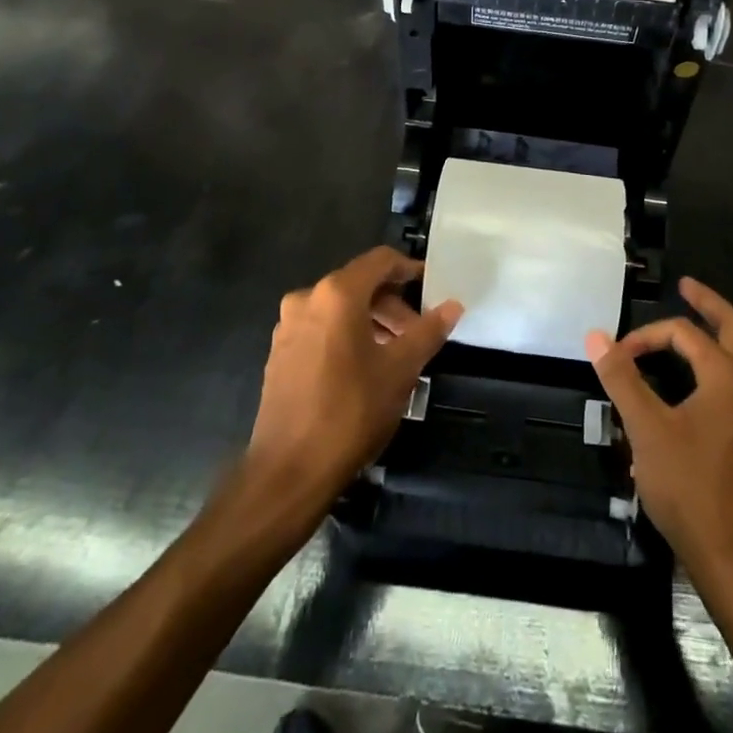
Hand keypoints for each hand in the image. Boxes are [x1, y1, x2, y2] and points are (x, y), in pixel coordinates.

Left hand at [248, 247, 462, 504]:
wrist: (289, 470)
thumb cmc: (351, 411)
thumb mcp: (401, 369)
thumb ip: (428, 331)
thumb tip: (453, 305)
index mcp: (336, 294)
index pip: (380, 261)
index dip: (409, 269)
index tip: (432, 288)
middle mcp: (307, 299)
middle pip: (359, 284)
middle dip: (392, 304)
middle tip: (418, 333)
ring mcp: (288, 327)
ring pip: (339, 308)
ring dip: (371, 322)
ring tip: (396, 354)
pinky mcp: (279, 354)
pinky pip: (321, 329)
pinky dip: (347, 336)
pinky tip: (364, 368)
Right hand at [586, 277, 732, 579]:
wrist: (731, 554)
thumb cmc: (688, 486)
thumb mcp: (645, 428)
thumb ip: (622, 378)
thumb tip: (596, 335)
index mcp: (726, 376)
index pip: (684, 335)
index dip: (647, 336)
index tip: (617, 355)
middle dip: (709, 304)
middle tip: (687, 287)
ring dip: (729, 334)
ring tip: (707, 327)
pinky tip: (722, 385)